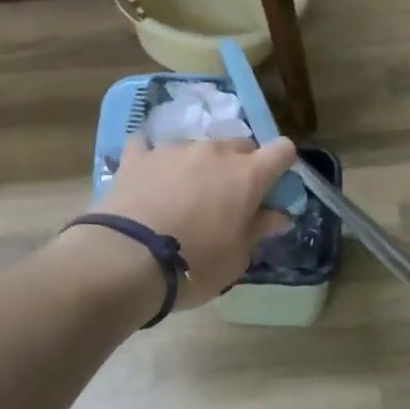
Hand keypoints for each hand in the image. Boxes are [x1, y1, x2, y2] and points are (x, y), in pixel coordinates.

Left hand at [97, 135, 298, 307]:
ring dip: (199, 165)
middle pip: (240, 145)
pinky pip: (149, 146)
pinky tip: (147, 176)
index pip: (282, 151)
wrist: (127, 259)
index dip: (282, 165)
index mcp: (248, 174)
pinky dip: (153, 159)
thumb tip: (280, 216)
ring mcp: (174, 149)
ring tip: (183, 195)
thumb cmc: (195, 263)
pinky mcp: (138, 155)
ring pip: (198, 147)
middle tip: (229, 198)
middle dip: (241, 166)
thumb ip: (259, 229)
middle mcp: (214, 152)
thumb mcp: (237, 257)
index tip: (274, 185)